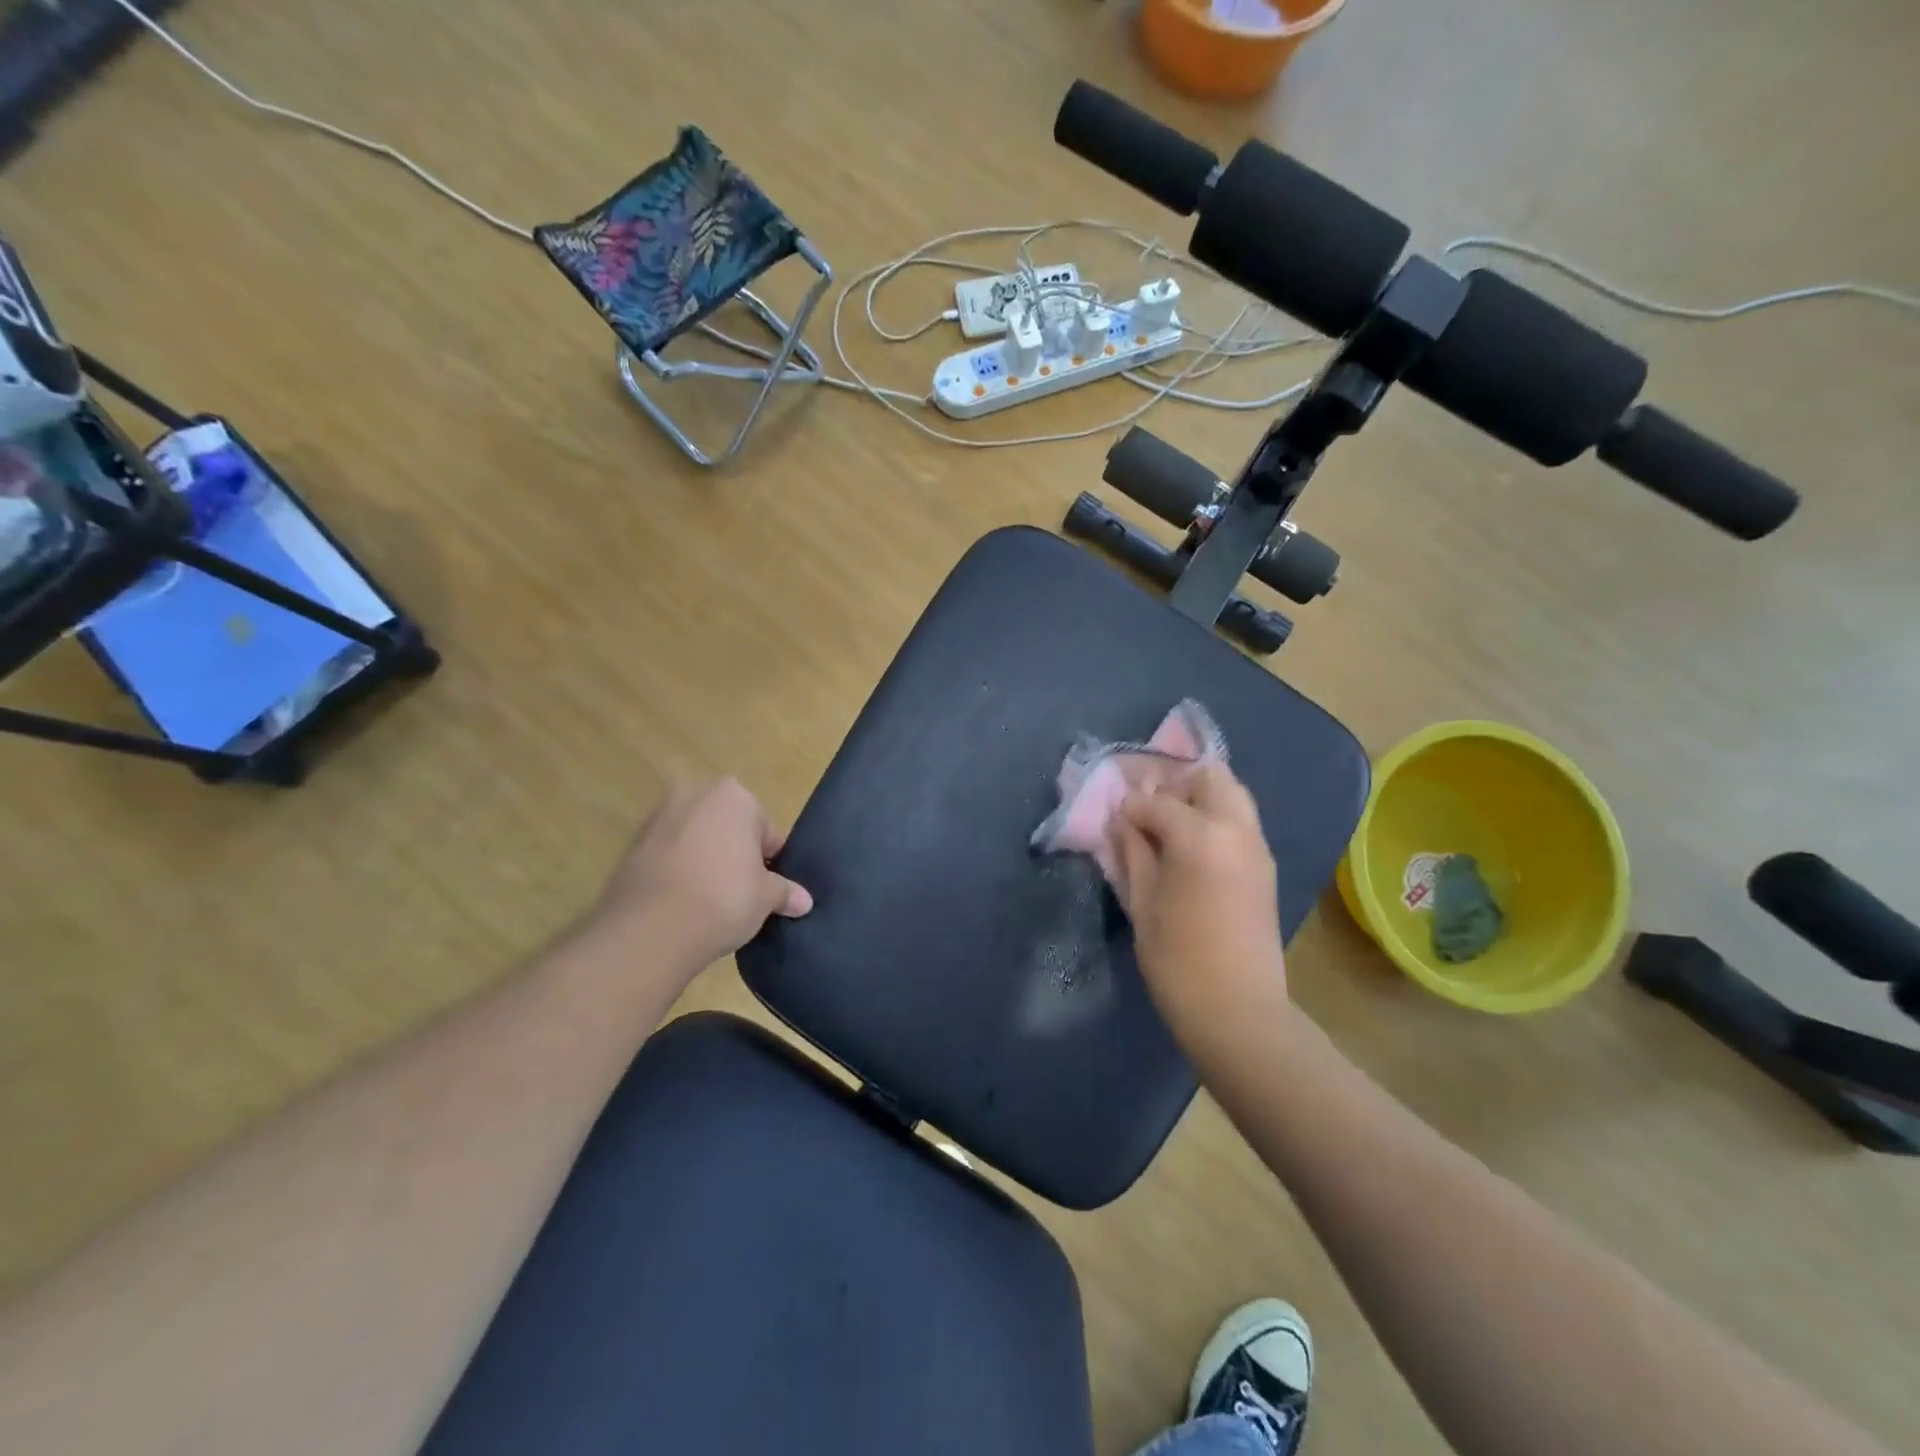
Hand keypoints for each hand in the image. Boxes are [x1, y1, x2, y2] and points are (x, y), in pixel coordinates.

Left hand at [591, 778, 812, 969]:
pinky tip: (682, 904)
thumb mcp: (766, 897)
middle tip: (741, 893)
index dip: (770, 862)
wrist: (651, 928)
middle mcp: (694, 794)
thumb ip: (786, 892)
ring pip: (696, 840)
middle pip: (727, 828)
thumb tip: (805, 901)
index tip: (767, 888)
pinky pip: (668, 856)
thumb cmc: (724, 897)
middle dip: (734, 854)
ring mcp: (658, 817)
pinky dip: (677, 872)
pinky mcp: (632, 845)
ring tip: (709, 902)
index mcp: (734, 796)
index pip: (765, 830)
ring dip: (704, 862)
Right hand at [1115, 761, 1288, 1041]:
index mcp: (1200, 836)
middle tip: (1147, 808)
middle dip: (1174, 783)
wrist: (1239, 1010)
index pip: (1157, 801)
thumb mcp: (1142, 903)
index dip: (1130, 806)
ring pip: (1231, 793)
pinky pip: (1240, 820)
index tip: (1114, 816)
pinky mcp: (1265, 866)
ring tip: (1168, 824)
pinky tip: (1190, 845)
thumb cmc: (1177, 960)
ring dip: (1198, 797)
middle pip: (1208, 777)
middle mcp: (1235, 829)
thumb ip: (1132, 851)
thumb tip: (1121, 820)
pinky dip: (1215, 817)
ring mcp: (1257, 846)